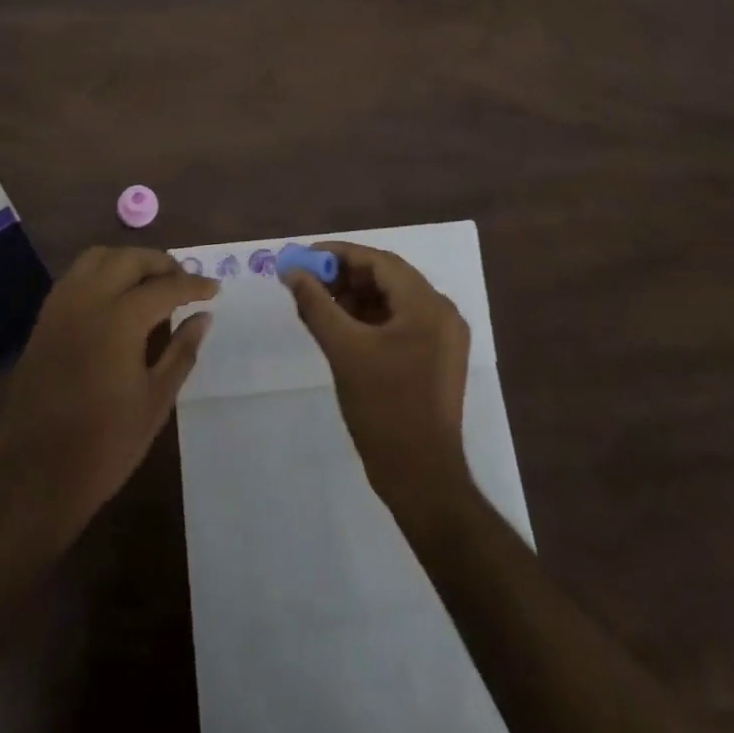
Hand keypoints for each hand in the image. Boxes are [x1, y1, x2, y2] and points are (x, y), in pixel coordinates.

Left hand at [0, 246, 214, 544]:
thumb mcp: (155, 401)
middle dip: (161, 264)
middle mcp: (86, 301)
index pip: (165, 287)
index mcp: (118, 321)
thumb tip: (204, 317)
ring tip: (151, 283)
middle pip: (129, 259)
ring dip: (128, 261)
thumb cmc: (103, 446)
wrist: (33, 478)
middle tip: (184, 282)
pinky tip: (117, 297)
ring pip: (98, 258)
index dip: (193, 285)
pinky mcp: (43, 319)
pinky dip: (102, 272)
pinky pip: (76, 276)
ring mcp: (60, 307)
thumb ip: (182, 351)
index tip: (215, 289)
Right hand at [285, 241, 471, 511]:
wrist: (421, 478)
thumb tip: (292, 271)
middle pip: (387, 278)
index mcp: (428, 306)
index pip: (380, 261)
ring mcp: (442, 338)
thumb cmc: (384, 408)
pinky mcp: (435, 359)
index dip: (339, 254)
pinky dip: (368, 319)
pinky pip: (398, 323)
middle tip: (306, 279)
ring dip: (355, 297)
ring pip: (392, 300)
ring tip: (317, 302)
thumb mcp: (344, 350)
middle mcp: (441, 313)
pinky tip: (339, 326)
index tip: (304, 256)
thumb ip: (316, 304)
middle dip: (345, 275)